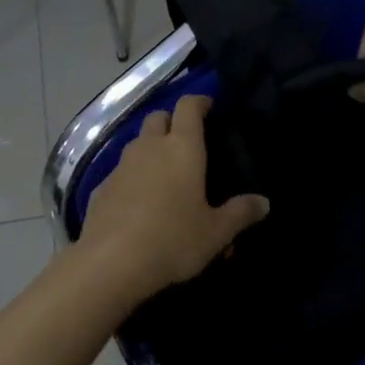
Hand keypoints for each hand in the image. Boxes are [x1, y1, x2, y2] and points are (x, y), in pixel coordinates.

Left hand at [78, 95, 269, 302]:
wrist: (111, 262)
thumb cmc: (173, 239)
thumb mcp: (216, 232)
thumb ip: (240, 213)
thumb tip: (263, 202)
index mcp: (182, 148)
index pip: (188, 107)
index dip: (199, 101)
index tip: (209, 106)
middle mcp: (149, 147)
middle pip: (158, 117)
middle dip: (172, 122)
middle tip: (187, 143)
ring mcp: (121, 165)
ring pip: (137, 144)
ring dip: (150, 150)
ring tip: (165, 175)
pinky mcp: (101, 187)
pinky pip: (121, 172)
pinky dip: (132, 178)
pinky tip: (139, 203)